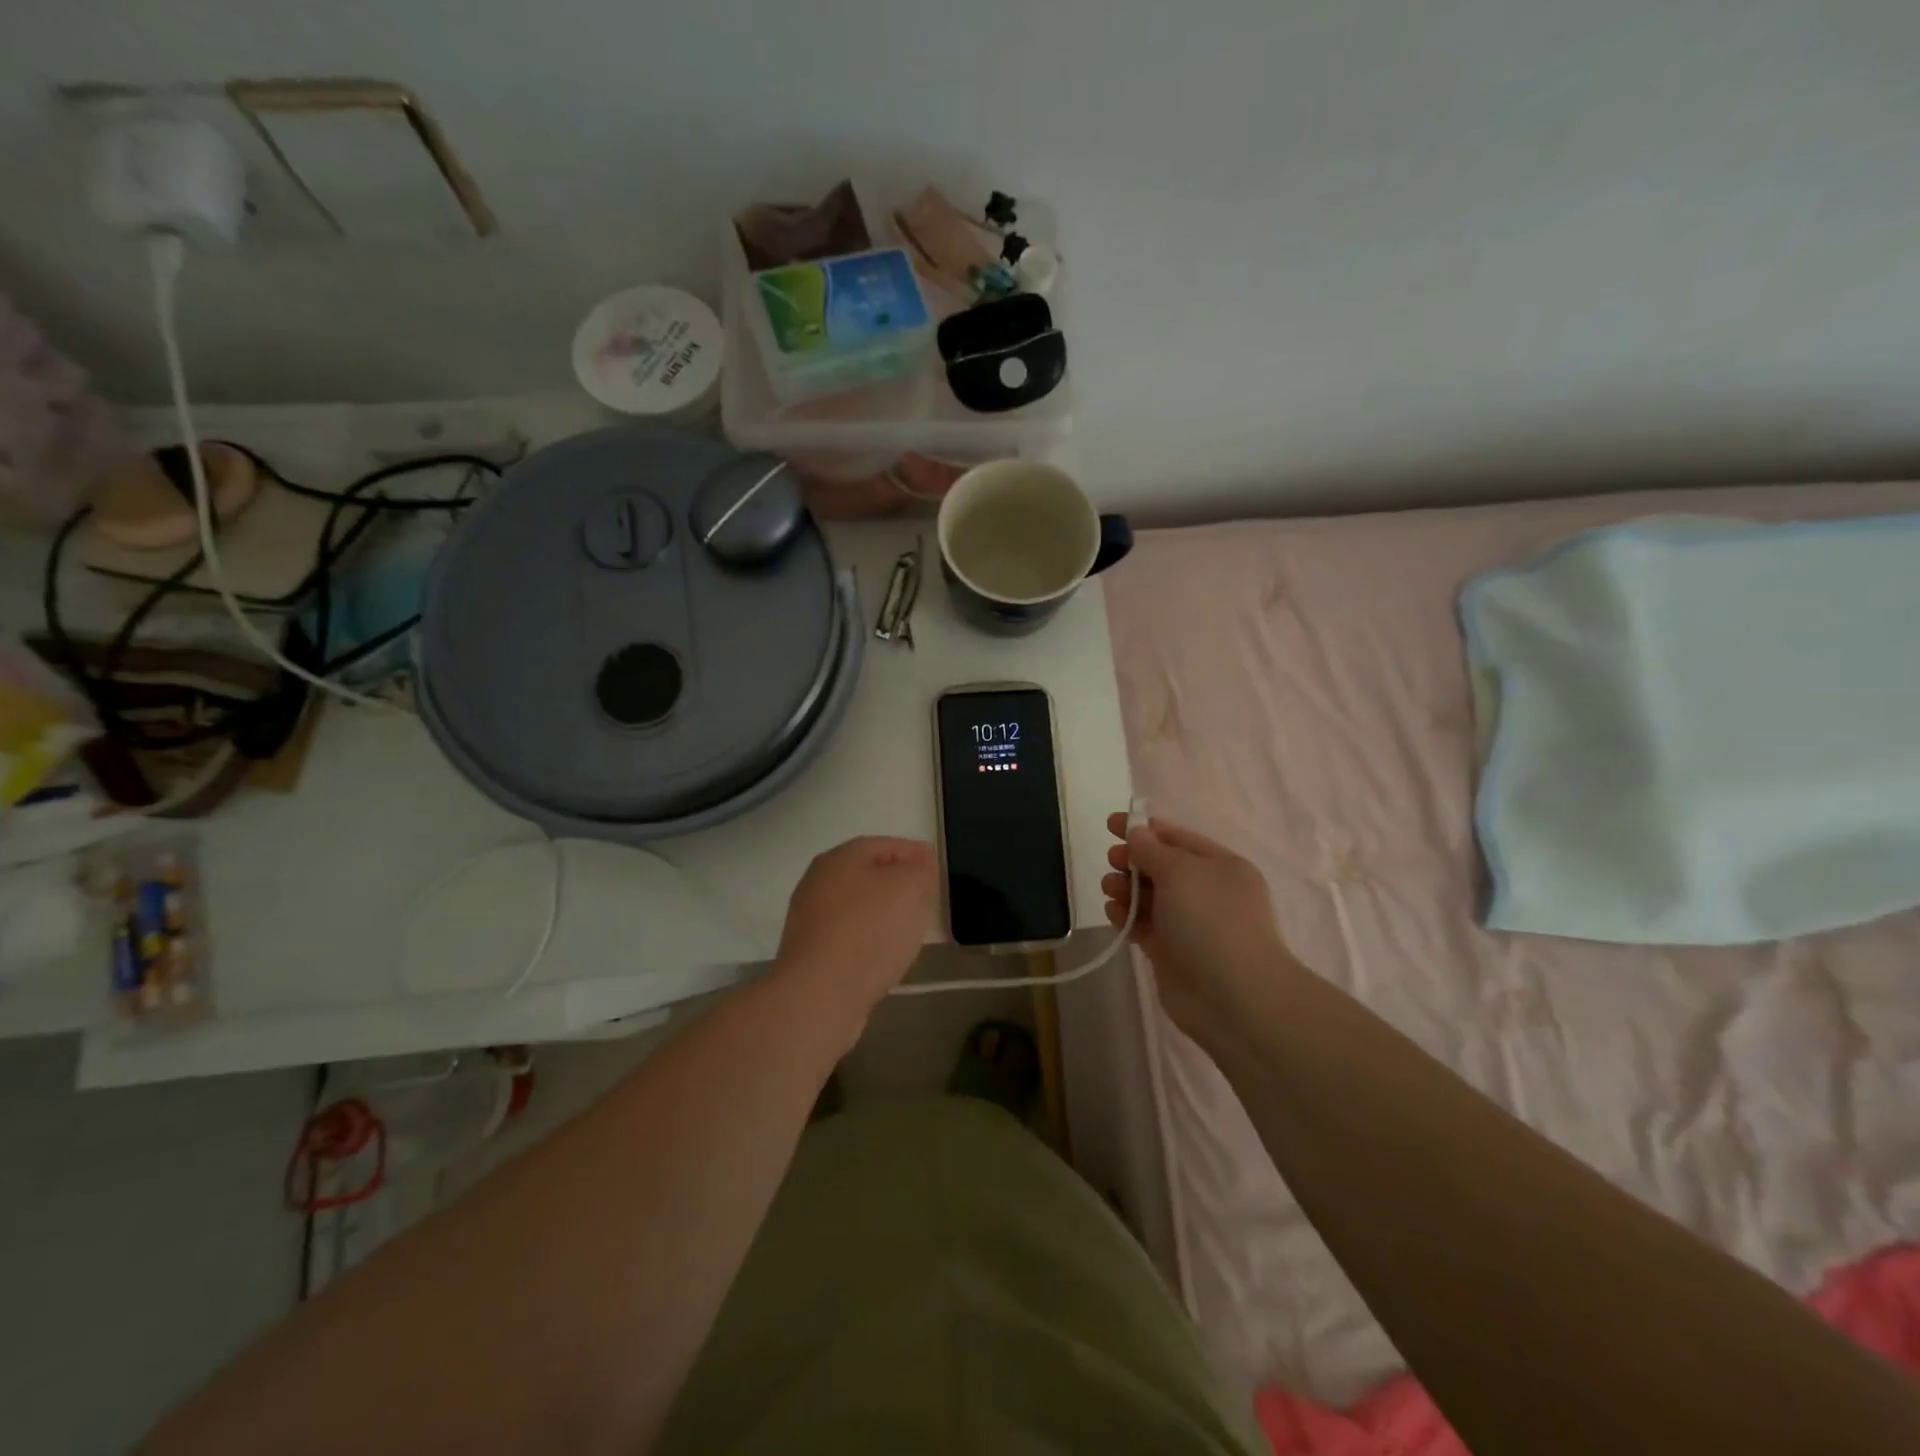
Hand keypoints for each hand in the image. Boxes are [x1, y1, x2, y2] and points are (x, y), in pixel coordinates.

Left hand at [775, 836, 937, 1017]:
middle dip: (898, 884)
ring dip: (883, 914)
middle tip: (926, 899)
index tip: (936, 870)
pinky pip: (848, 938)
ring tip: (910, 930)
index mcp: (840, 858)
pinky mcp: (810, 954)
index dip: (914, 854)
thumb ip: (920, 869)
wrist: (819, 995)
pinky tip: (884, 956)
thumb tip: (920, 863)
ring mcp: (810, 919)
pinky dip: (868, 941)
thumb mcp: (910, 888)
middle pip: (868, 875)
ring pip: (857, 908)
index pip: (885, 845)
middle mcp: (818, 882)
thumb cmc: (869, 931)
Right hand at [1102, 813, 1292, 1042]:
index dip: (1144, 829)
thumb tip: (1136, 833)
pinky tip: (1114, 913)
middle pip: (1161, 867)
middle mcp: (1207, 892)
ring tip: (1110, 889)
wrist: (1234, 998)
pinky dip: (1127, 916)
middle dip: (1133, 860)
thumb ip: (1152, 850)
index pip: (1177, 838)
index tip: (1111, 825)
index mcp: (1220, 866)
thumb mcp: (1181, 872)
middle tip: (1112, 861)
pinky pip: (1144, 925)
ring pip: (1150, 897)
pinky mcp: (1171, 952)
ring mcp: (1189, 924)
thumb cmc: (1212, 921)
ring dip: (1126, 888)